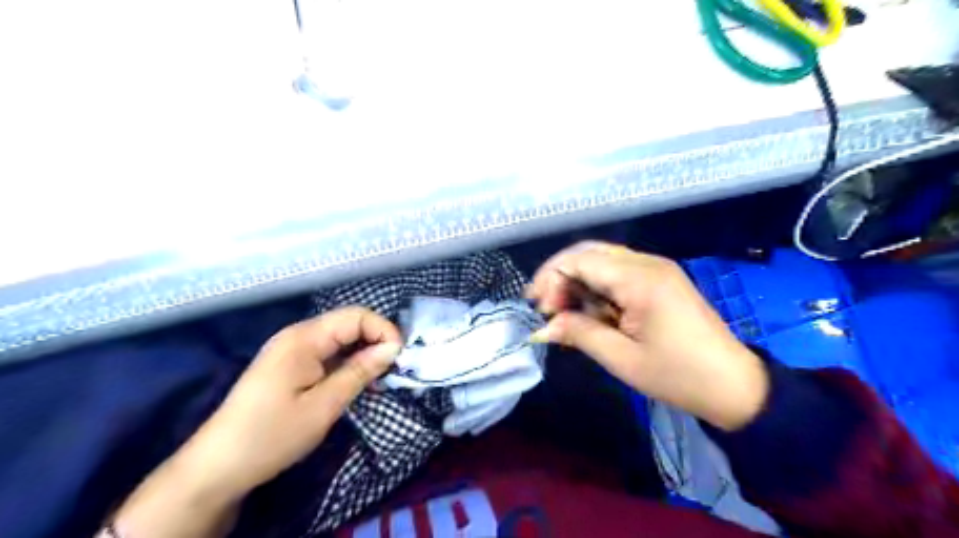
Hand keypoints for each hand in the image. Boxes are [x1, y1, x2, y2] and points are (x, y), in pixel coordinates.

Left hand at [185, 306, 401, 495]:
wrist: (217, 467)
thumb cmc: (272, 435)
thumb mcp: (324, 405)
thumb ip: (360, 371)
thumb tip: (394, 348)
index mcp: (304, 338)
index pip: (356, 316)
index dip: (383, 331)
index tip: (399, 359)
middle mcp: (298, 335)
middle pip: (349, 323)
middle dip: (376, 341)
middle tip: (392, 371)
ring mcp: (292, 348)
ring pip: (340, 338)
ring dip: (364, 353)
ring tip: (378, 379)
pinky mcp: (290, 363)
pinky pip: (328, 352)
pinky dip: (348, 362)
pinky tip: (356, 381)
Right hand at [528, 242, 768, 430]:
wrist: (734, 386)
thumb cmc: (678, 375)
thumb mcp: (622, 358)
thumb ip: (578, 333)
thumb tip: (540, 328)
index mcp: (640, 279)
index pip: (580, 259)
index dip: (552, 279)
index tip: (541, 310)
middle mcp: (647, 263)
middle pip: (589, 253)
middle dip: (561, 277)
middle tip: (547, 309)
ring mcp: (656, 269)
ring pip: (601, 260)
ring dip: (577, 282)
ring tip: (566, 314)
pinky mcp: (659, 280)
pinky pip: (617, 273)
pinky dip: (596, 288)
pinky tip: (591, 312)